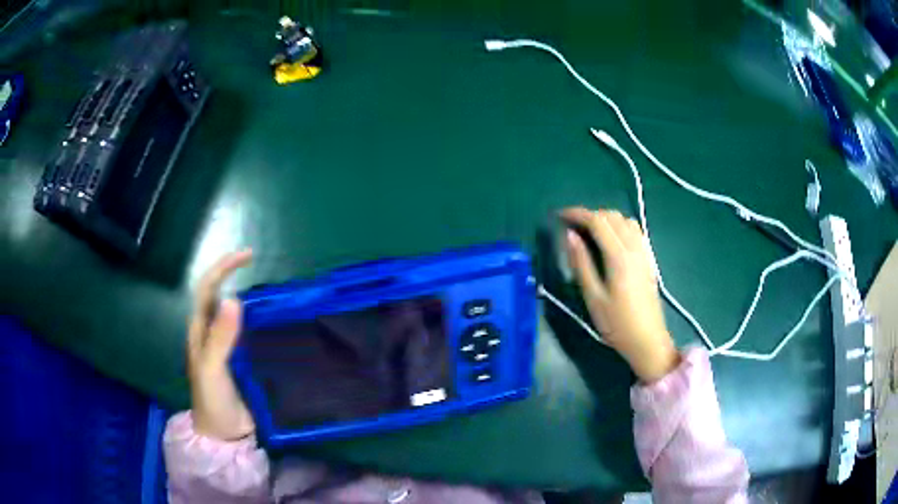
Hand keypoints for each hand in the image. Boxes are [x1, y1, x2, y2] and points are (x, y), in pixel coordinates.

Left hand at [188, 249, 254, 439]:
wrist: (224, 434)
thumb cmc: (212, 402)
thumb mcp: (212, 370)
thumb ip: (220, 338)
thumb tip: (233, 298)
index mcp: (200, 331)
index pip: (207, 288)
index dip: (223, 267)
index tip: (247, 256)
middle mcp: (212, 333)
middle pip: (221, 294)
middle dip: (236, 275)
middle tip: (263, 267)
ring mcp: (228, 346)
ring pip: (236, 313)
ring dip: (251, 297)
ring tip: (273, 291)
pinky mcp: (242, 360)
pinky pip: (250, 332)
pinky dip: (260, 320)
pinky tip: (276, 321)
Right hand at [561, 208, 678, 382]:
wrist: (648, 340)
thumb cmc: (617, 324)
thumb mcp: (593, 297)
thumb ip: (581, 263)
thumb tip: (569, 236)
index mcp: (619, 256)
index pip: (597, 221)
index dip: (577, 214)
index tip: (559, 215)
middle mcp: (634, 248)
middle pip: (611, 216)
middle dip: (589, 215)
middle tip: (571, 226)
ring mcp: (644, 252)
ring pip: (625, 220)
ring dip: (605, 219)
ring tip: (589, 231)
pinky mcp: (648, 259)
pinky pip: (635, 230)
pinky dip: (619, 225)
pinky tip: (611, 239)